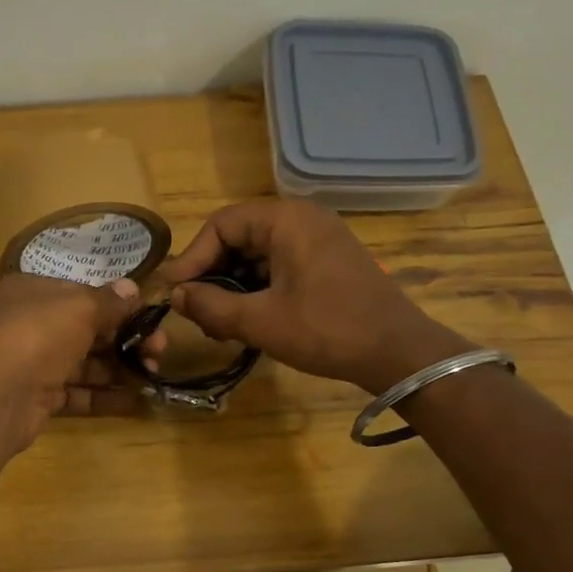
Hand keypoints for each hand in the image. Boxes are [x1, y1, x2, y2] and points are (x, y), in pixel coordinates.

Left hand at [0, 273, 159, 453]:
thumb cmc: (39, 334)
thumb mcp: (80, 307)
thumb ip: (110, 301)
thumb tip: (132, 288)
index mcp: (33, 292)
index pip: (81, 294)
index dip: (117, 305)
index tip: (149, 318)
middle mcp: (30, 324)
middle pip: (87, 330)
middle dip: (126, 340)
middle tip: (159, 351)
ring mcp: (33, 363)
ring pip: (84, 364)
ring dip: (120, 369)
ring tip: (153, 375)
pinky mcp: (38, 398)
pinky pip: (78, 394)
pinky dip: (105, 397)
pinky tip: (137, 400)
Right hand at [160, 200, 468, 392]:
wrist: (398, 352)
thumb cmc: (326, 330)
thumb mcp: (259, 321)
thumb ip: (210, 305)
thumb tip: (175, 296)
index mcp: (286, 220)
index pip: (221, 225)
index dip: (193, 258)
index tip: (174, 293)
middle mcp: (301, 219)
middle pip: (238, 238)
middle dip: (211, 276)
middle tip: (195, 313)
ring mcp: (318, 240)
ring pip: (256, 256)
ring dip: (232, 287)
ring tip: (219, 326)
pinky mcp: (327, 263)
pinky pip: (278, 267)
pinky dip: (256, 291)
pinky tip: (247, 322)